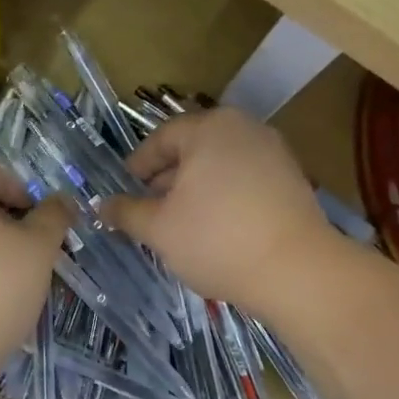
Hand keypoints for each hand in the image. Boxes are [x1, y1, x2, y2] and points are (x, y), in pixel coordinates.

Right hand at [100, 108, 336, 316]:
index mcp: (209, 128)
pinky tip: (216, 229)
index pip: (161, 139)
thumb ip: (126, 212)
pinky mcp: (292, 179)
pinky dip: (224, 196)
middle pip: (192, 149)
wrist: (297, 270)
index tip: (124, 192)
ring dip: (195, 189)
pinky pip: (245, 180)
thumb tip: (101, 205)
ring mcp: (273, 152)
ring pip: (219, 165)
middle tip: (148, 210)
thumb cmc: (217, 240)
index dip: (137, 167)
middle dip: (166, 179)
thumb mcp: (159, 229)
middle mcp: (244, 128)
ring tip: (179, 224)